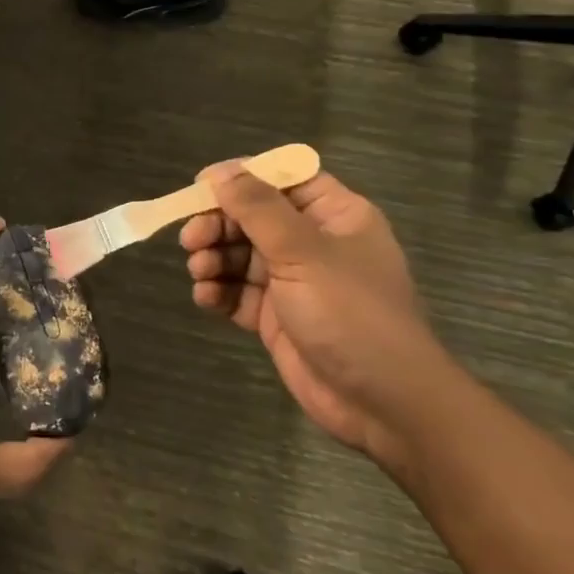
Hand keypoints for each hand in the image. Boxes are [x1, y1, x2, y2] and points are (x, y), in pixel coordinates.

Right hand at [179, 164, 461, 466]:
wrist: (382, 403)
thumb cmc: (351, 313)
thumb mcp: (303, 251)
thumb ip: (258, 208)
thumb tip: (221, 171)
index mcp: (335, 215)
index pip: (283, 179)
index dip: (242, 177)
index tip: (200, 185)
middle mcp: (313, 243)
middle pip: (253, 217)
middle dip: (218, 225)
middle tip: (190, 240)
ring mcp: (294, 282)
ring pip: (240, 255)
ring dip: (213, 258)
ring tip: (200, 272)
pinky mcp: (276, 317)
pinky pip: (238, 292)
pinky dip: (218, 291)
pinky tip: (206, 298)